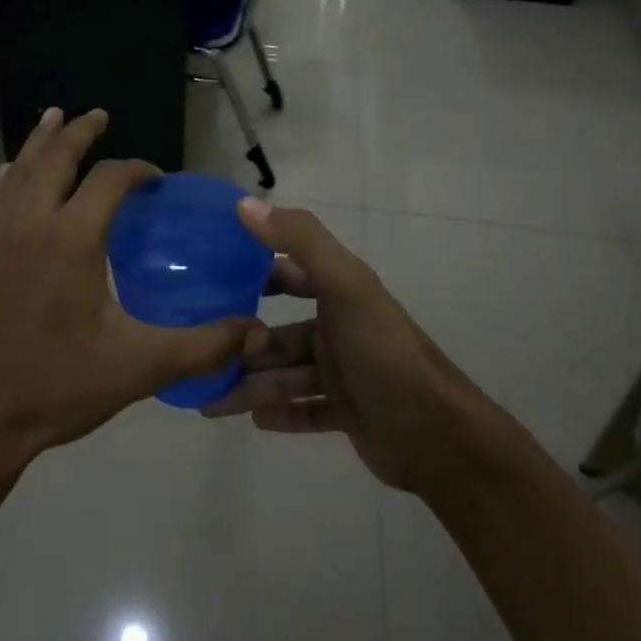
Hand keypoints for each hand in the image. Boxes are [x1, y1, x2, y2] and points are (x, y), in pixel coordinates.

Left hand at [0, 108, 252, 476]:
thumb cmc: (58, 387)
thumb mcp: (139, 367)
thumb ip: (202, 346)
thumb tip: (256, 332)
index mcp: (70, 239)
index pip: (108, 180)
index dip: (136, 170)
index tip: (155, 179)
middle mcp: (30, 224)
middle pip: (55, 159)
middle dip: (79, 133)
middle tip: (98, 115)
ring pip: (20, 172)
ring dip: (41, 143)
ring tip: (54, 118)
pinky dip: (10, 175)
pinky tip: (11, 173)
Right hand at [203, 199, 478, 492]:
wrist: (438, 435)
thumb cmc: (383, 352)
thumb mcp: (343, 285)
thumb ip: (299, 240)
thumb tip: (244, 204)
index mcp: (340, 293)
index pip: (288, 274)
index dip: (253, 273)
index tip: (210, 280)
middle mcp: (340, 329)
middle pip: (280, 334)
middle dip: (244, 343)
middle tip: (202, 353)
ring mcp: (345, 374)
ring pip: (286, 376)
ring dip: (252, 386)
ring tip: (212, 401)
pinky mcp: (349, 413)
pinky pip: (305, 411)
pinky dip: (280, 413)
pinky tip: (253, 420)